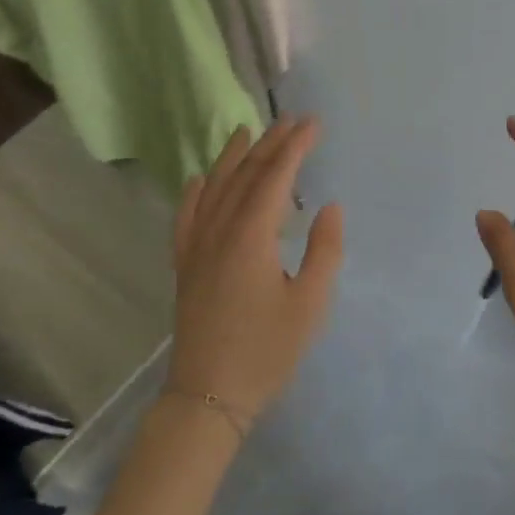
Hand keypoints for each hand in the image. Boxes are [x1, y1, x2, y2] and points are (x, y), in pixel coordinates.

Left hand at [168, 116, 343, 424]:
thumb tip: (329, 206)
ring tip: (247, 132)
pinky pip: (187, 216)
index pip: (275, 177)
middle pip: (244, 175)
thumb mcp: (310, 304)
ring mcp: (196, 246)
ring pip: (214, 188)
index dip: (295, 147)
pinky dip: (195, 191)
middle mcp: (219, 230)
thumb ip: (324, 251)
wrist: (209, 394)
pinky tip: (200, 179)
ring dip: (232, 157)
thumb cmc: (267, 351)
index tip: (313, 124)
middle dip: (269, 144)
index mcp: (252, 236)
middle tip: (291, 120)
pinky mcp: (185, 264)